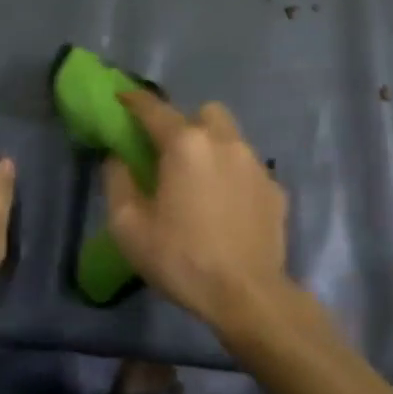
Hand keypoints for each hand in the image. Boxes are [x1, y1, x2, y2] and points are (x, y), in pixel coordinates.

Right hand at [102, 90, 291, 332]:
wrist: (248, 295)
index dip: (134, 100)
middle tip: (170, 153)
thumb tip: (117, 157)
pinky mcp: (275, 187)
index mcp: (185, 144)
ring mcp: (255, 163)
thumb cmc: (182, 259)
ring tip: (200, 180)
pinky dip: (233, 175)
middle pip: (203, 113)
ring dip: (212, 146)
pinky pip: (248, 167)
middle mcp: (224, 141)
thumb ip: (118, 182)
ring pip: (230, 136)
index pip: (154, 109)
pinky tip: (227, 206)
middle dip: (185, 123)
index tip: (122, 98)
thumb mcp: (130, 228)